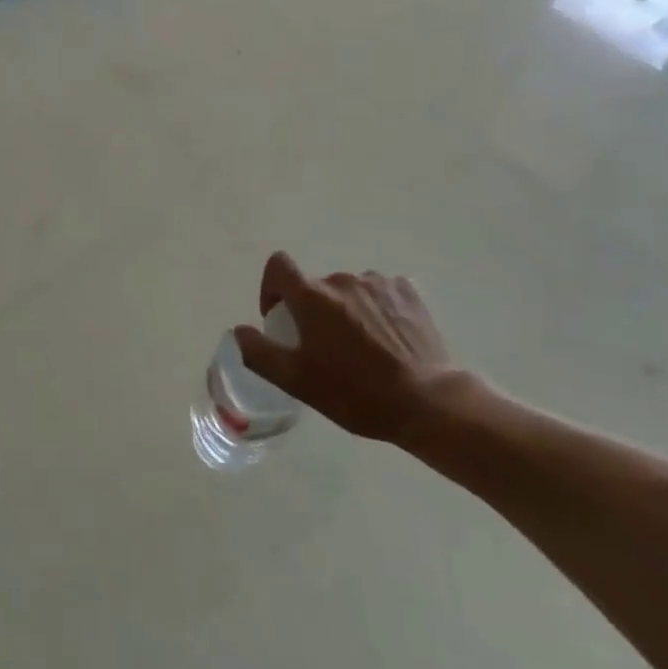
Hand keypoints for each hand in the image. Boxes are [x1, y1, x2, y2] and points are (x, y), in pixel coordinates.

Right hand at [233, 252, 458, 443]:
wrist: (427, 402)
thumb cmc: (355, 392)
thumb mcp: (297, 381)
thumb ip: (259, 353)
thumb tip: (239, 331)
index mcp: (312, 296)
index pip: (279, 266)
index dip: (273, 288)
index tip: (282, 317)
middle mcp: (342, 280)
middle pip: (316, 286)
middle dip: (314, 310)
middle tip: (325, 348)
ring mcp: (378, 283)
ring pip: (349, 290)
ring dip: (347, 310)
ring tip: (362, 346)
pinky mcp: (408, 292)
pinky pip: (380, 292)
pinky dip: (377, 309)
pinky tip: (388, 339)